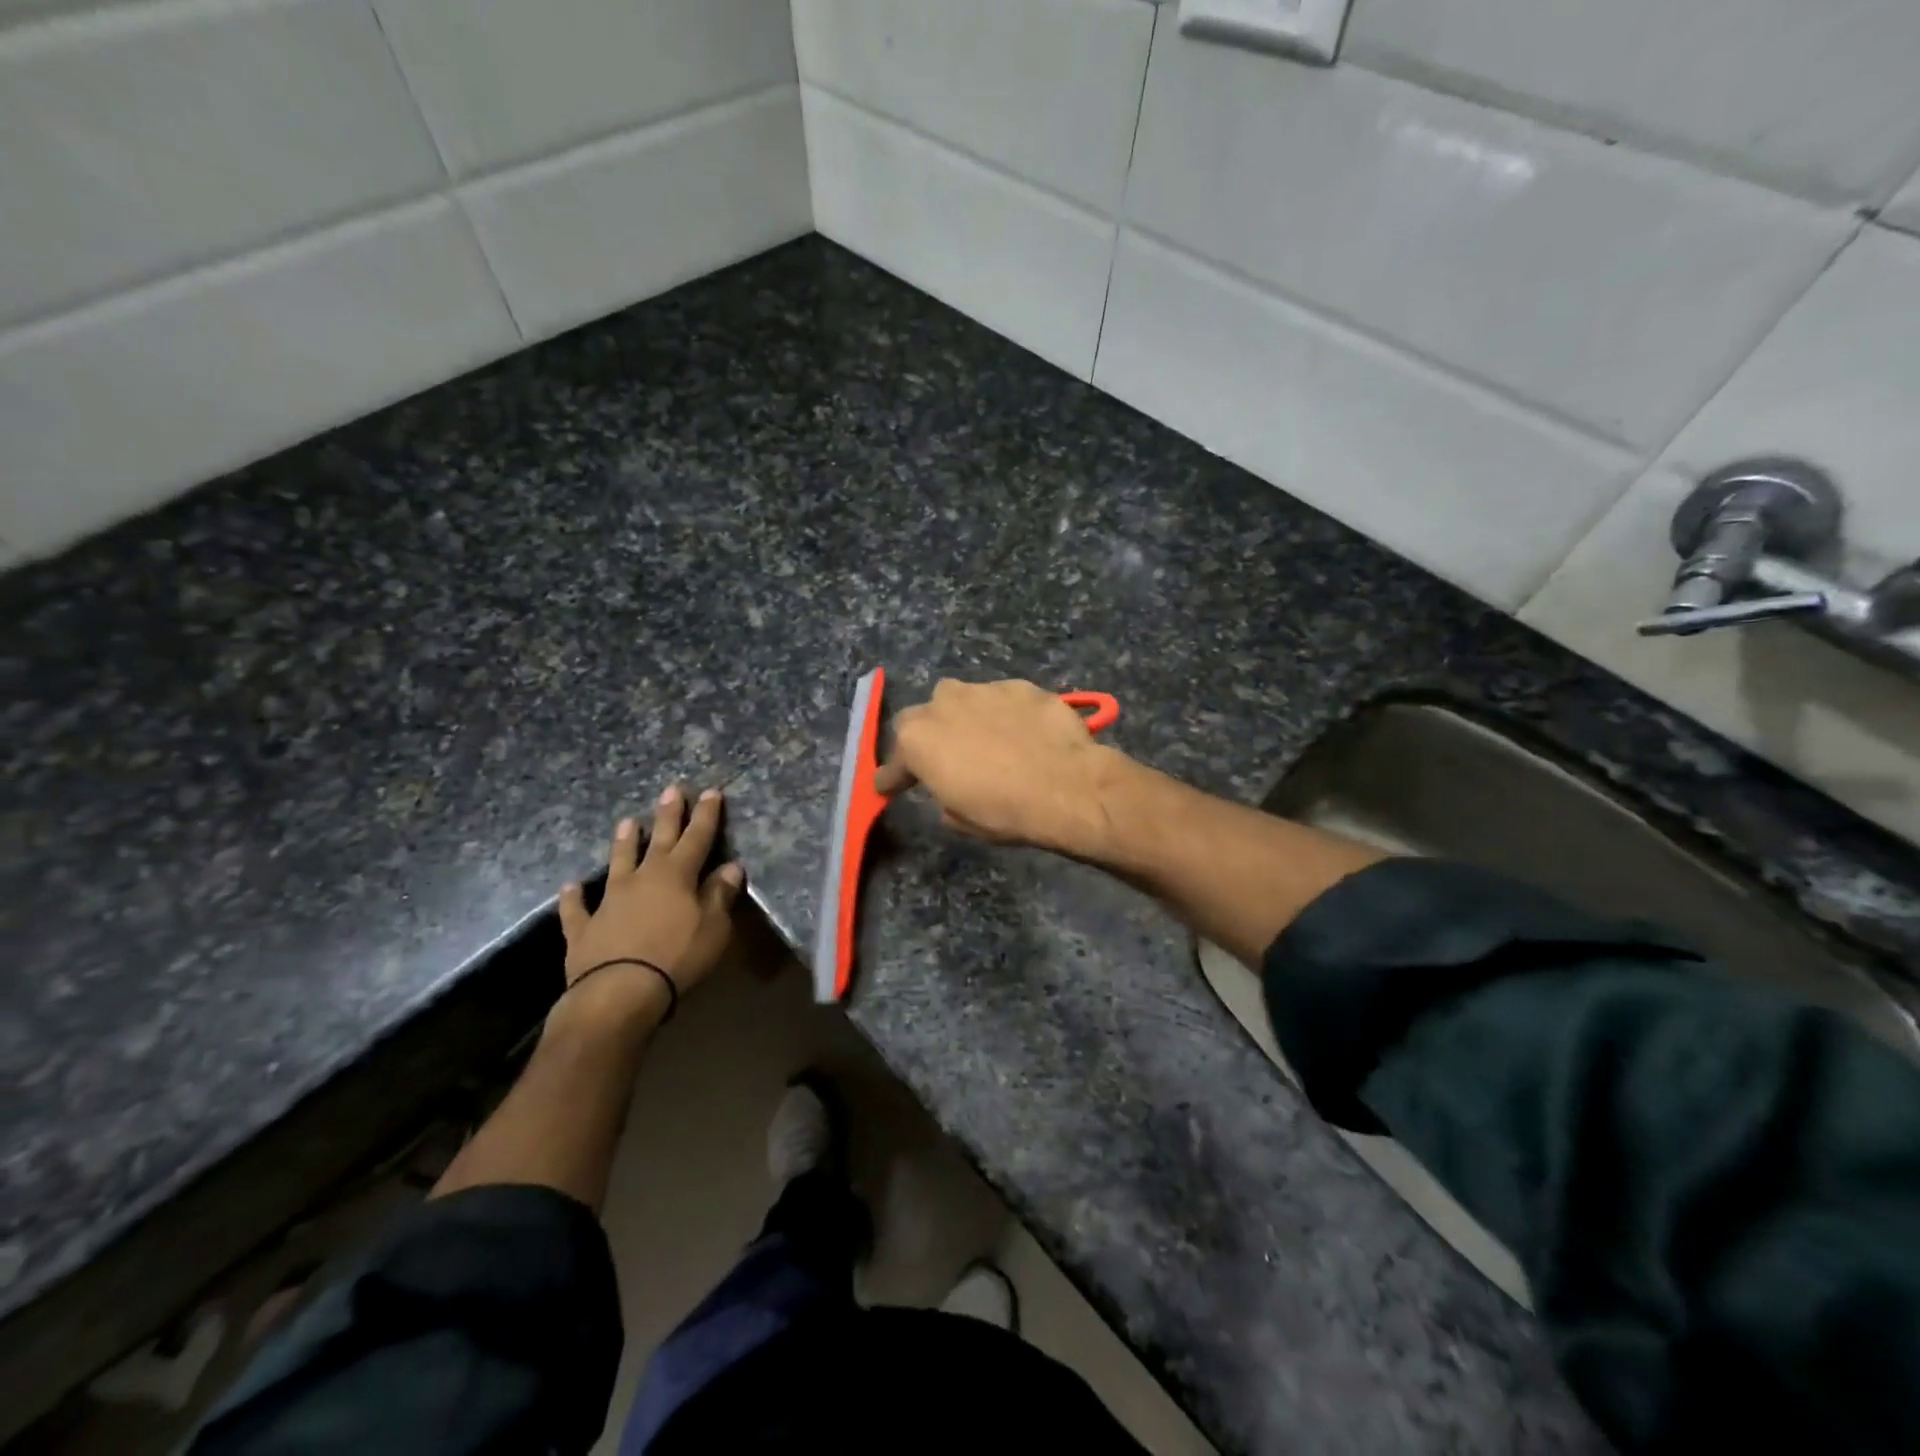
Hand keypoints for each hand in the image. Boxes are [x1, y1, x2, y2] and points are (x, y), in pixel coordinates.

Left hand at [555, 786, 744, 1025]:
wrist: (619, 991)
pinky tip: (570, 886)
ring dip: (624, 843)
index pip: (697, 838)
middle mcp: (642, 878)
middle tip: (671, 789)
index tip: (711, 792)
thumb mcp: (714, 927)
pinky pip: (578, 908)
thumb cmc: (677, 957)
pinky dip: (574, 897)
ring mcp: (609, 901)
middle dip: (667, 815)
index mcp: (677, 875)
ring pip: (618, 863)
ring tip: (627, 822)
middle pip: (658, 840)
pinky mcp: (584, 928)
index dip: (706, 815)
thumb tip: (730, 867)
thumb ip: (720, 895)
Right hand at [873, 679, 1129, 853]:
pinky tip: (1023, 734)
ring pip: (963, 700)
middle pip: (922, 716)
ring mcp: (984, 689)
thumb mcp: (959, 818)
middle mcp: (943, 703)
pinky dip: (1005, 715)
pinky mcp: (1021, 685)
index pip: (894, 761)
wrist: (1067, 786)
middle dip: (928, 735)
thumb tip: (948, 786)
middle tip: (944, 757)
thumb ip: (942, 793)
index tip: (890, 786)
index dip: (893, 776)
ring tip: (988, 742)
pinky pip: (1002, 700)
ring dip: (967, 719)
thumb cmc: (1004, 810)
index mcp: (918, 739)